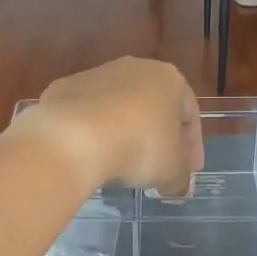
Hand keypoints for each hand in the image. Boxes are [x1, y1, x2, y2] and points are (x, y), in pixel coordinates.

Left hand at [11, 58, 203, 197]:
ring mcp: (95, 74)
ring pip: (118, 106)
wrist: (73, 137)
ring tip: (122, 162)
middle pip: (153, 106)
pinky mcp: (63, 87)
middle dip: (158, 136)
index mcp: (168, 79)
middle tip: (158, 166)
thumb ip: (181, 178)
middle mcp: (134, 68)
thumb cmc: (138, 147)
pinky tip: (91, 154)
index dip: (192, 146)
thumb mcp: (170, 171)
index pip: (190, 113)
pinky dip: (92, 131)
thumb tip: (180, 187)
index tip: (189, 170)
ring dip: (124, 131)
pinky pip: (86, 112)